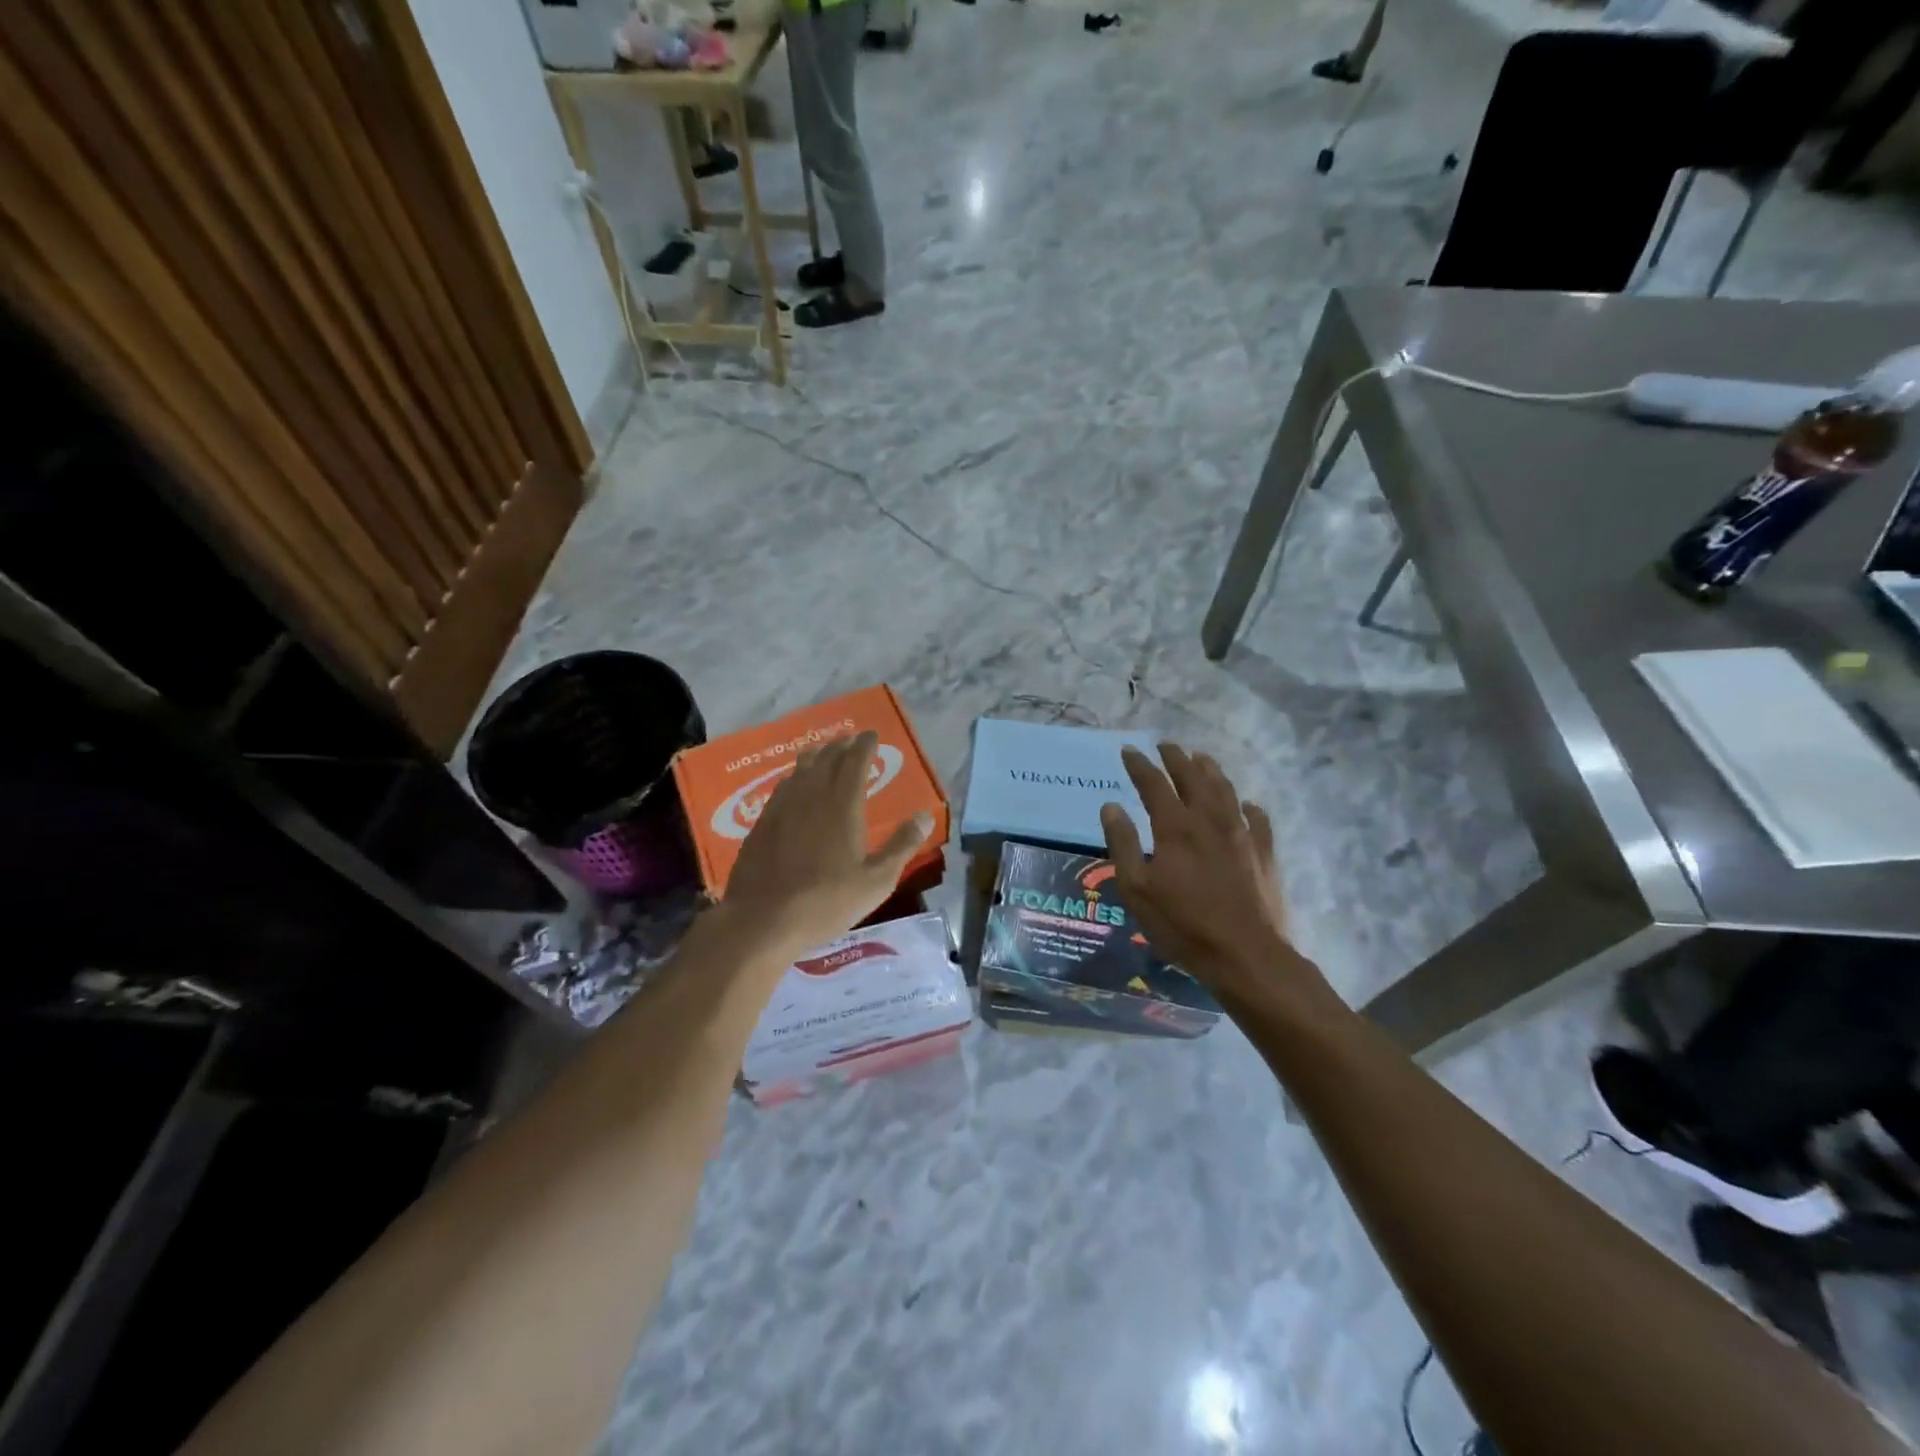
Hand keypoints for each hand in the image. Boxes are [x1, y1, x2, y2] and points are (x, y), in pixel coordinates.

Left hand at [720, 730, 932, 957]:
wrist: (763, 920)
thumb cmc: (827, 902)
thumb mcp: (877, 881)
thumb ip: (902, 845)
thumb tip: (924, 815)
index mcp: (842, 806)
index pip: (854, 763)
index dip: (863, 746)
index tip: (870, 734)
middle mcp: (811, 798)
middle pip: (826, 761)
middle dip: (840, 747)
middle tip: (849, 740)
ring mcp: (782, 809)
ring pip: (800, 772)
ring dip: (815, 758)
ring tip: (822, 753)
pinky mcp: (761, 825)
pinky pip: (781, 789)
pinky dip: (793, 779)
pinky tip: (792, 786)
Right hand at [1099, 743, 1330, 1011]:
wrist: (1245, 955)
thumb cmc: (1182, 924)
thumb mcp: (1136, 889)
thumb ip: (1123, 843)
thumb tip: (1111, 806)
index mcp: (1175, 827)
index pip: (1154, 784)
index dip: (1140, 765)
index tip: (1129, 750)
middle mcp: (1209, 820)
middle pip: (1192, 777)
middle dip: (1176, 758)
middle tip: (1166, 744)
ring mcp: (1241, 834)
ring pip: (1225, 790)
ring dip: (1211, 770)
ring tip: (1201, 758)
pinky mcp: (1264, 853)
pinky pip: (1257, 819)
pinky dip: (1248, 806)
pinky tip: (1246, 804)